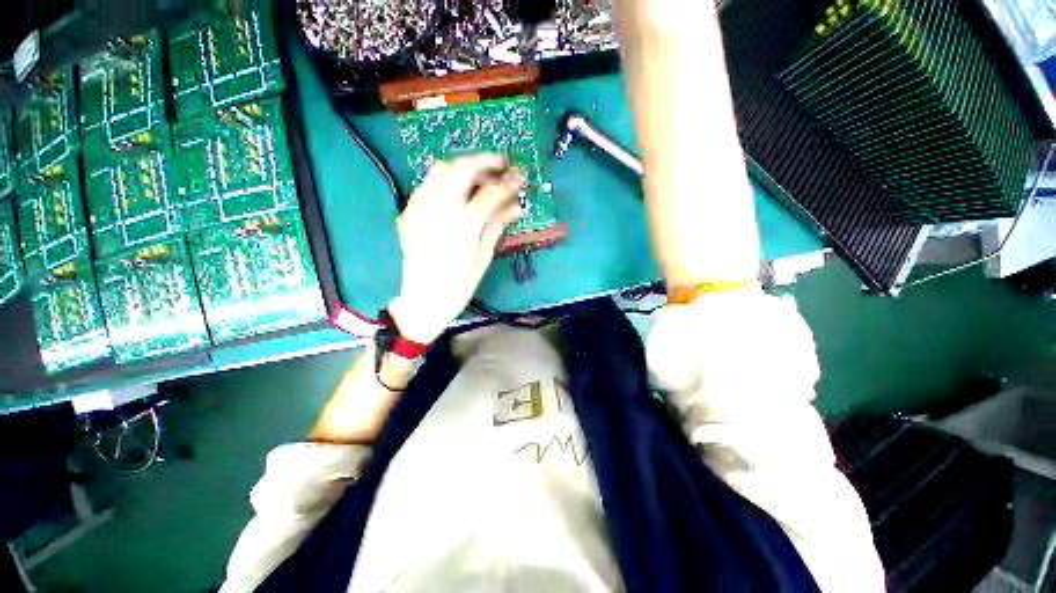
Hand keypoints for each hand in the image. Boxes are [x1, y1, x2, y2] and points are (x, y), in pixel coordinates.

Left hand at [388, 154, 522, 343]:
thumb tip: (516, 207)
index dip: (508, 183)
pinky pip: (427, 184)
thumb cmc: (458, 286)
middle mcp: (439, 210)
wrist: (422, 300)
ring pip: (441, 169)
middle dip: (485, 161)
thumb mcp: (483, 258)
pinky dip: (445, 179)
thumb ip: (497, 226)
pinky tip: (457, 189)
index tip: (520, 177)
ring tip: (481, 174)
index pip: (490, 194)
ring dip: (464, 166)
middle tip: (502, 164)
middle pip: (463, 169)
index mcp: (463, 226)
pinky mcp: (409, 212)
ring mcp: (420, 208)